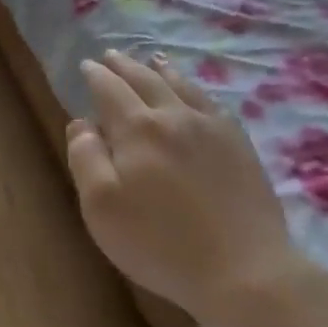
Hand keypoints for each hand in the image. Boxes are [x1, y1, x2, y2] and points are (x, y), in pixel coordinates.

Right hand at [65, 51, 305, 326]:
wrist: (244, 270)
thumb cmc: (160, 243)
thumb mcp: (101, 207)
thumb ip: (85, 157)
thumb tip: (82, 123)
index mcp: (138, 128)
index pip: (110, 90)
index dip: (96, 76)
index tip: (86, 66)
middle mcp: (175, 116)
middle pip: (146, 80)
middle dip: (125, 66)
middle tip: (111, 56)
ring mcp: (213, 129)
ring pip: (182, 86)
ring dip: (161, 70)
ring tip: (152, 60)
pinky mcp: (240, 146)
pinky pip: (213, 104)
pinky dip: (195, 90)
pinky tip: (195, 94)